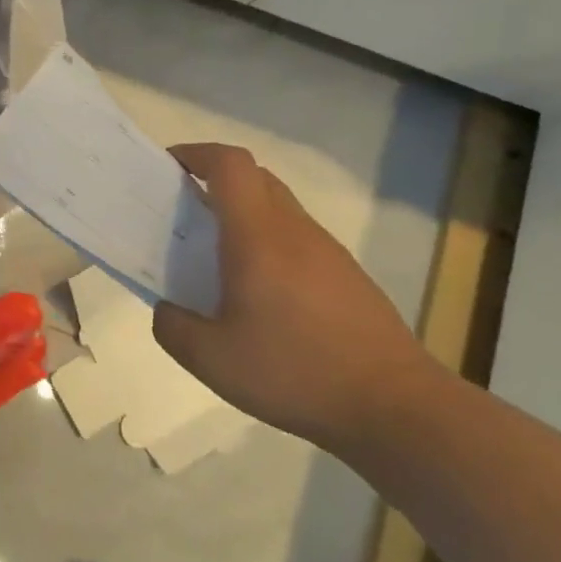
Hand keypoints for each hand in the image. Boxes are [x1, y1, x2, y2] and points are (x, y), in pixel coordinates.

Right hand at [151, 143, 442, 449]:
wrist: (394, 407)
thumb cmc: (294, 373)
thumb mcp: (210, 360)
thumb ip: (173, 327)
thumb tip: (167, 309)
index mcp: (258, 238)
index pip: (230, 165)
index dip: (196, 154)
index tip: (167, 167)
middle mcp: (294, 231)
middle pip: (255, 178)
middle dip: (214, 180)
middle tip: (182, 211)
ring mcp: (327, 252)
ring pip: (278, 208)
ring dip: (242, 214)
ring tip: (214, 257)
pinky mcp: (347, 276)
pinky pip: (297, 239)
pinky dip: (267, 243)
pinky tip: (258, 294)